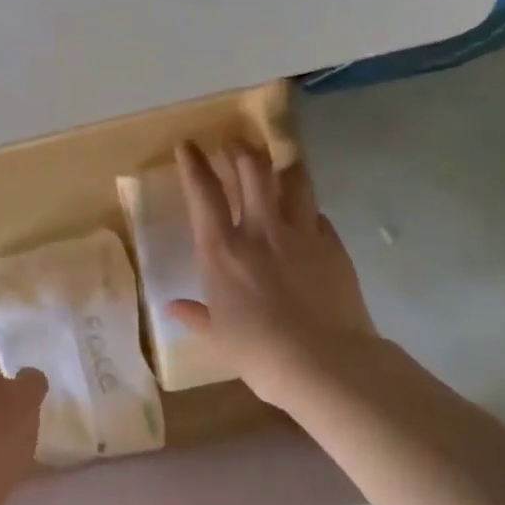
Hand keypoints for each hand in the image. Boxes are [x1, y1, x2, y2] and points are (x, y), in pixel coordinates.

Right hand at [169, 143, 377, 406]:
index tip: (189, 145)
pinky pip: (318, 214)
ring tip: (277, 162)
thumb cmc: (258, 352)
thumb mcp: (218, 337)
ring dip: (281, 165)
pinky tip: (306, 215)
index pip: (203, 193)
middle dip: (240, 149)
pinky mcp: (332, 245)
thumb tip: (173, 307)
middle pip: (252, 170)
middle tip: (234, 143)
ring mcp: (301, 233)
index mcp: (222, 250)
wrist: (323, 362)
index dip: (194, 164)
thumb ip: (196, 316)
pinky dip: (307, 208)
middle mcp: (261, 230)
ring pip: (293, 180)